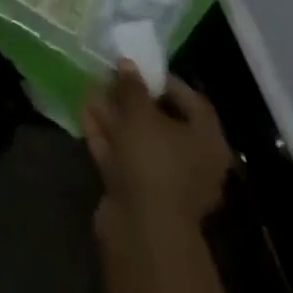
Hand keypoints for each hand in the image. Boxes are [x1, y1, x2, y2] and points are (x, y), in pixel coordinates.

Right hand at [83, 64, 234, 257]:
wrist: (142, 228)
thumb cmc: (153, 162)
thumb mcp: (140, 114)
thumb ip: (133, 86)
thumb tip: (128, 64)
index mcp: (207, 142)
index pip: (193, 102)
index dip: (166, 82)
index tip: (139, 68)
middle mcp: (192, 162)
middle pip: (163, 122)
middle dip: (133, 99)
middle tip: (110, 78)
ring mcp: (165, 180)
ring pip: (139, 140)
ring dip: (116, 116)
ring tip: (92, 90)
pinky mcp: (140, 192)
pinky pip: (124, 156)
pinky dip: (106, 136)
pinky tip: (85, 114)